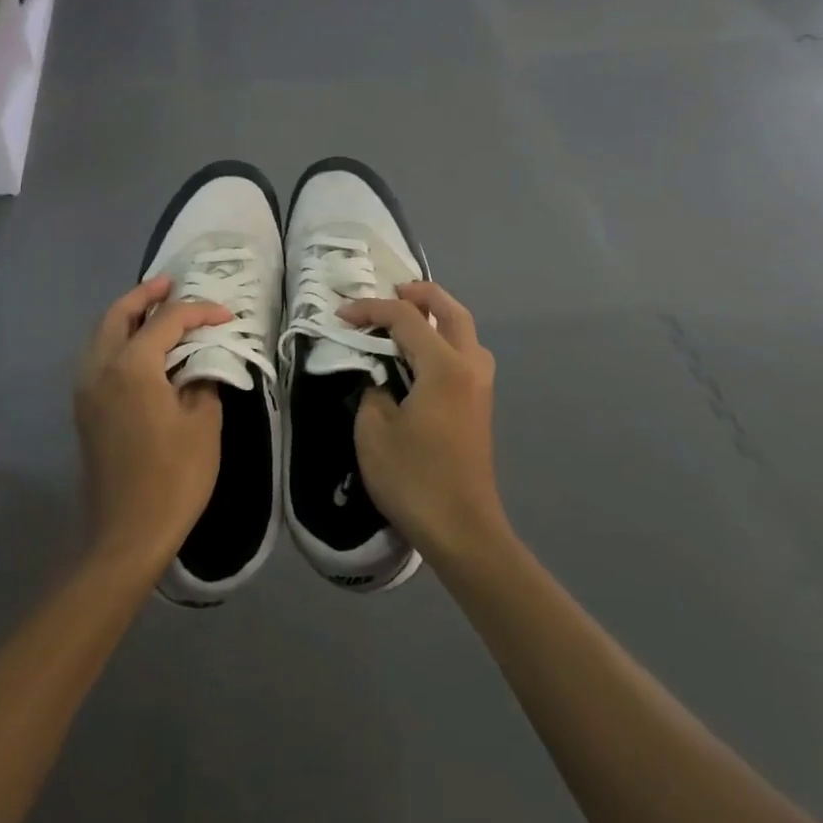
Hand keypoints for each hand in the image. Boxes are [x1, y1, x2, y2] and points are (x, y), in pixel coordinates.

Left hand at [75, 278, 228, 575]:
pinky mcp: (85, 410)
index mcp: (131, 366)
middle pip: (118, 314)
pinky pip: (98, 357)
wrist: (126, 535)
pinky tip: (142, 349)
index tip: (226, 316)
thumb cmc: (173, 477)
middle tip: (170, 284)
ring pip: (102, 334)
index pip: (167, 321)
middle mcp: (100, 368)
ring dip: (127, 316)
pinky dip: (117, 339)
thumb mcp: (202, 424)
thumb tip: (201, 362)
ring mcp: (86, 390)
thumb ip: (202, 379)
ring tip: (156, 310)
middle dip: (145, 295)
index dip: (199, 311)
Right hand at [339, 282, 504, 569]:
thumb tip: (381, 378)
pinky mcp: (481, 404)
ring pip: (465, 331)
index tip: (341, 316)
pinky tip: (422, 355)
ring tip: (407, 319)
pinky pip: (466, 353)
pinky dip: (446, 339)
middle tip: (392, 292)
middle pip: (451, 310)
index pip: (406, 318)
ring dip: (438, 316)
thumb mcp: (374, 431)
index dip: (370, 310)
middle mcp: (470, 365)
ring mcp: (481, 385)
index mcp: (444, 366)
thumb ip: (373, 390)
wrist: (463, 531)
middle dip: (421, 294)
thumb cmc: (414, 479)